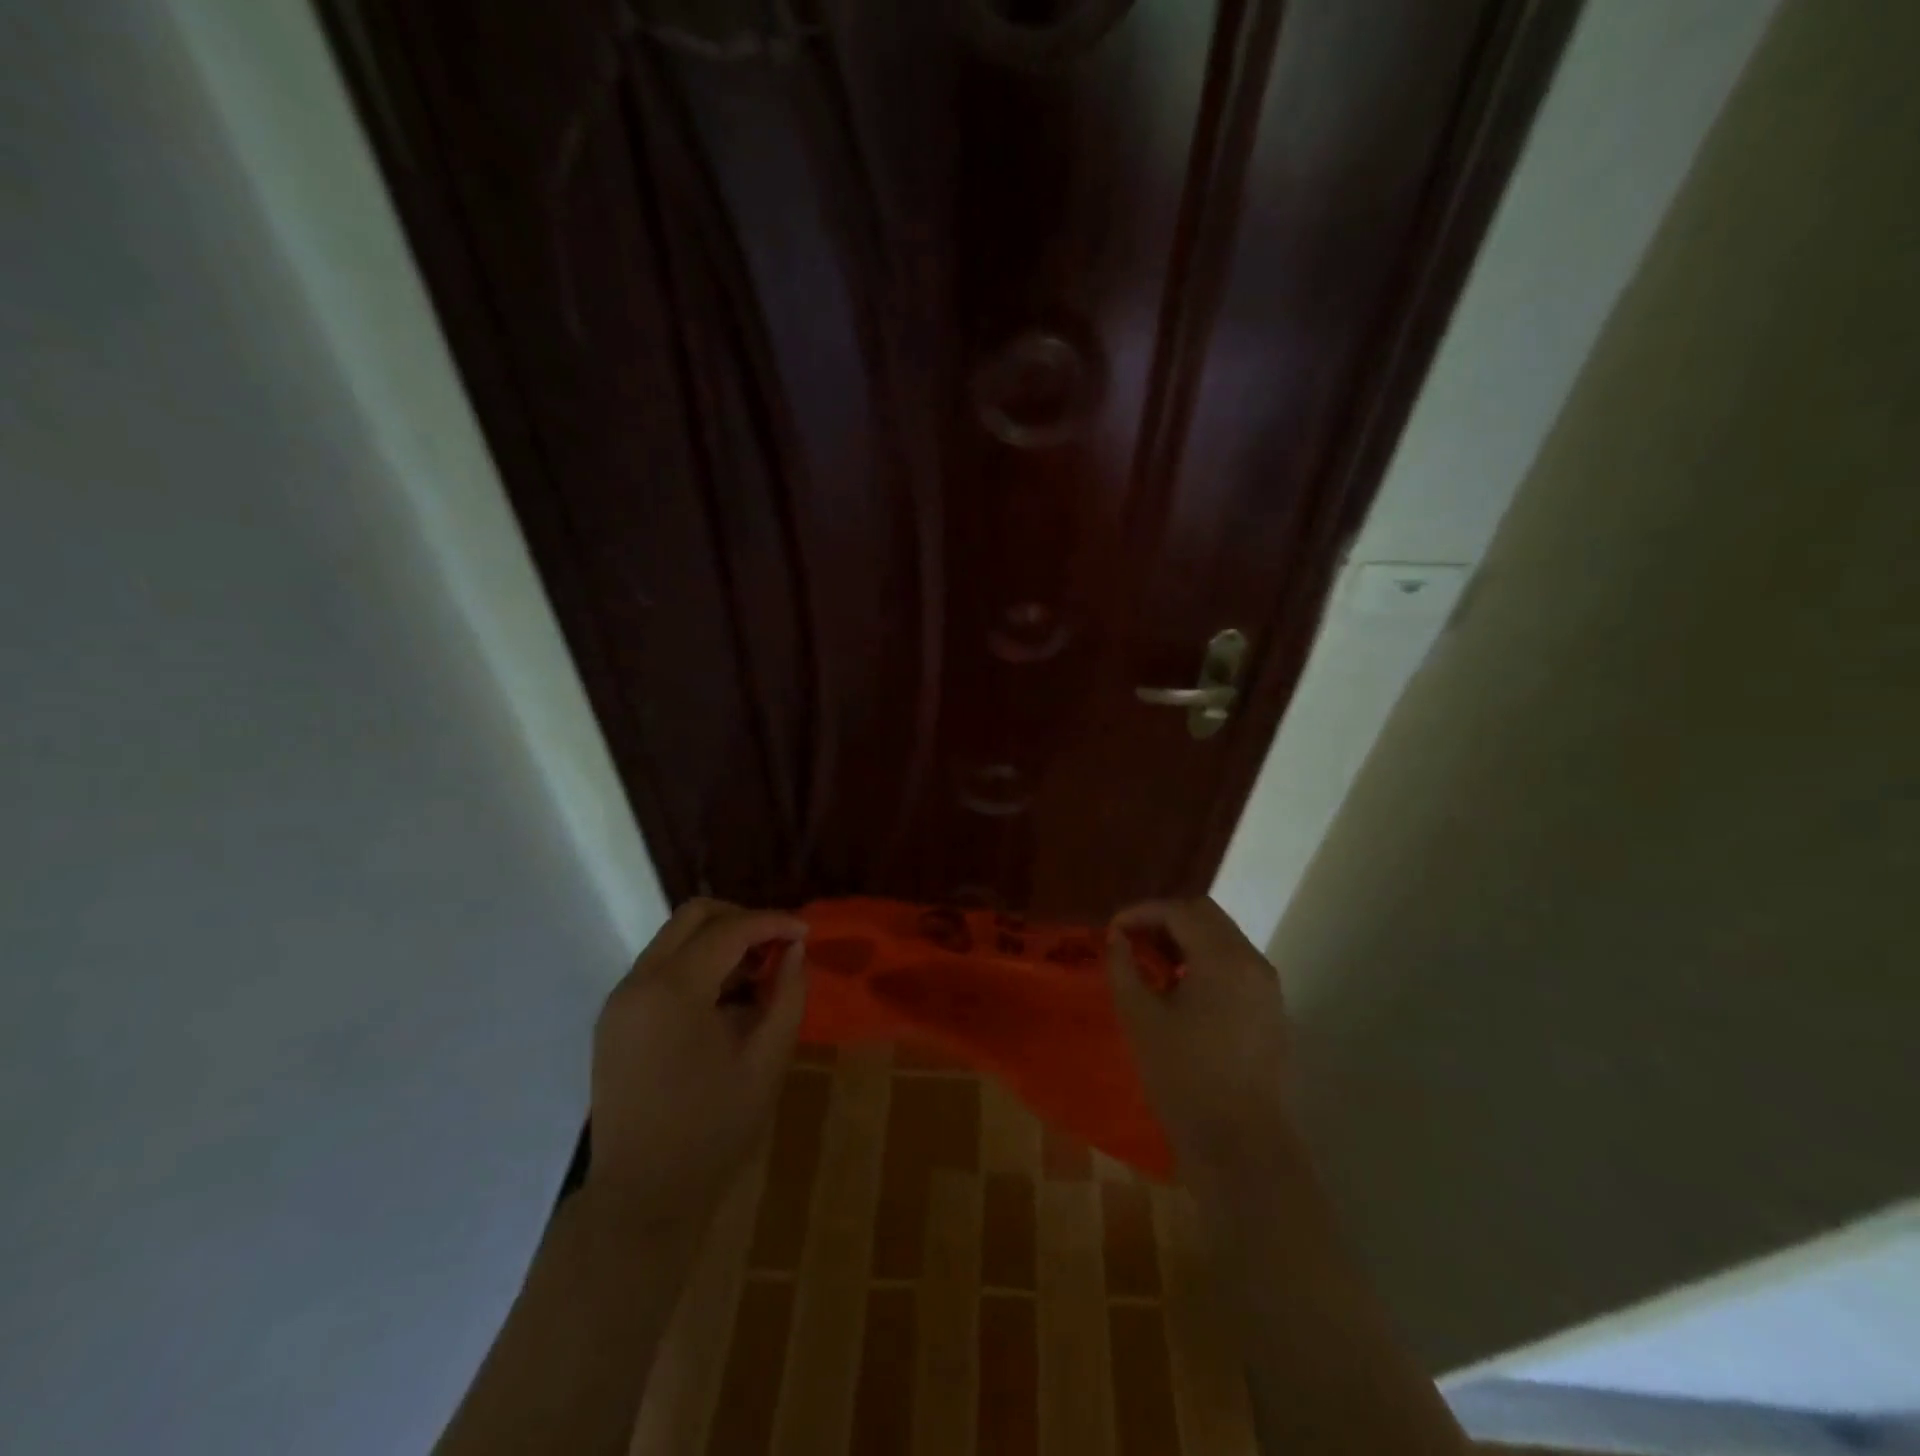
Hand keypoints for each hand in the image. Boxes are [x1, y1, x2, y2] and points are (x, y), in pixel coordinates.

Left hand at [589, 899, 807, 1228]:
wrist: (642, 1197)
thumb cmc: (712, 1129)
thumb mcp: (767, 1059)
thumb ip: (787, 994)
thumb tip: (795, 949)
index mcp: (673, 990)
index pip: (729, 930)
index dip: (773, 922)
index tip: (806, 933)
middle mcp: (638, 982)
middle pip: (693, 917)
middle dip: (741, 920)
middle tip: (778, 945)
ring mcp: (620, 1000)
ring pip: (673, 939)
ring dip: (718, 942)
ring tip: (756, 976)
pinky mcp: (614, 1020)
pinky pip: (659, 969)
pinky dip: (695, 966)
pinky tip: (723, 1000)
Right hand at [1107, 897, 1294, 1191]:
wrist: (1240, 1145)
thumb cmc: (1183, 1078)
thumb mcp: (1140, 1018)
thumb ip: (1123, 967)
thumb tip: (1117, 938)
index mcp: (1223, 959)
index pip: (1179, 911)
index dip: (1142, 913)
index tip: (1113, 930)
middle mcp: (1253, 962)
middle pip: (1206, 915)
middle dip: (1165, 919)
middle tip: (1131, 940)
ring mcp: (1268, 986)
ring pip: (1223, 938)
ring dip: (1186, 939)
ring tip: (1151, 963)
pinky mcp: (1271, 1009)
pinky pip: (1236, 964)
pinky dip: (1205, 960)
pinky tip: (1181, 988)